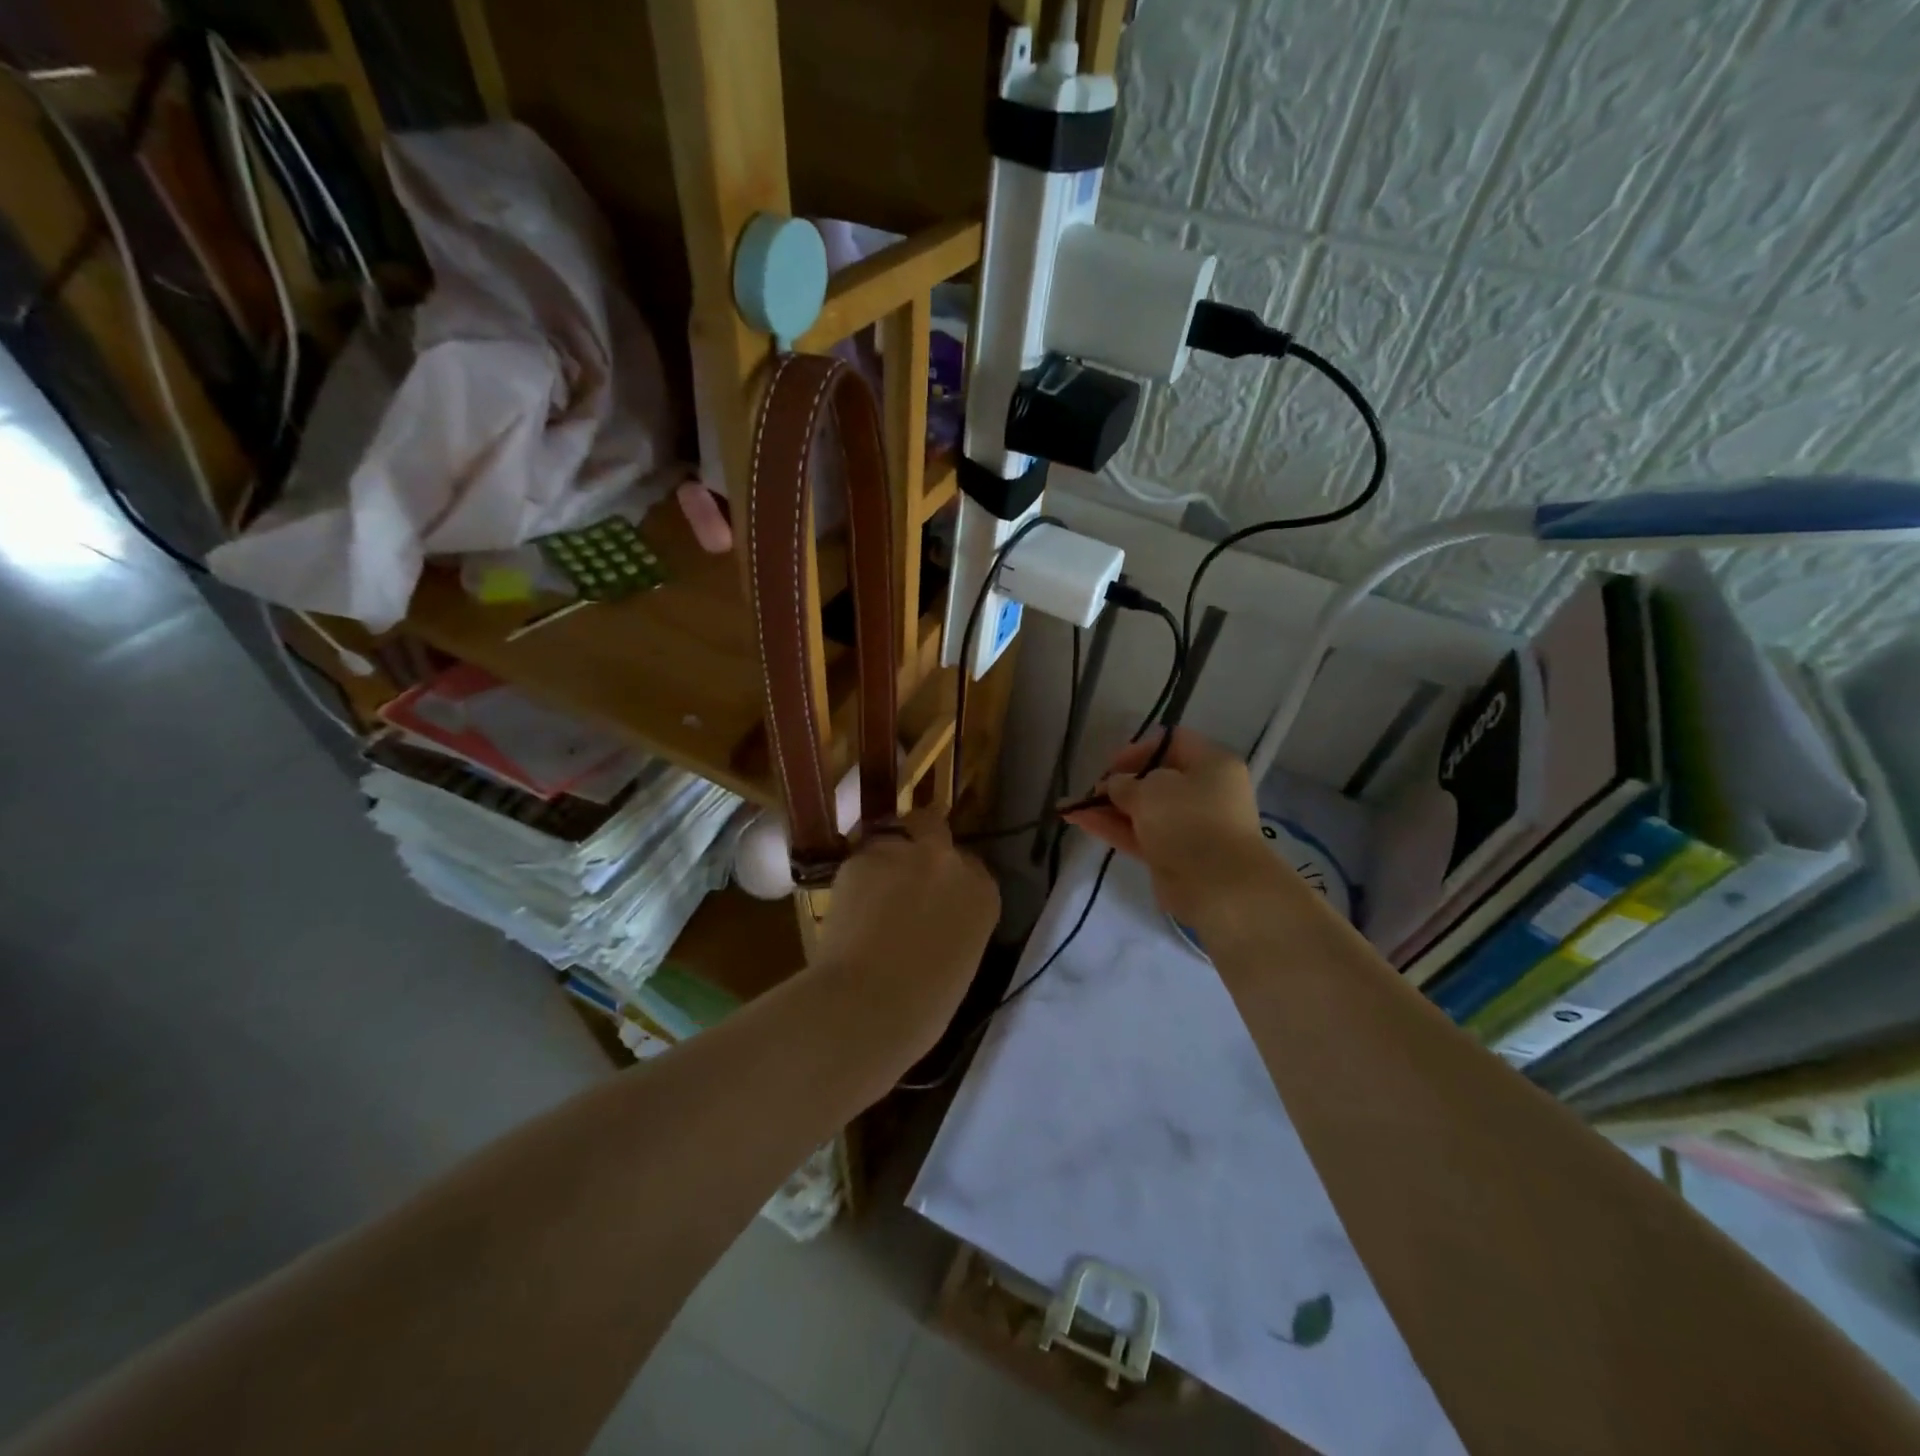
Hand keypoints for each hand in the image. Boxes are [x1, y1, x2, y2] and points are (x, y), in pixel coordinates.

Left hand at [811, 809, 1000, 1061]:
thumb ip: (954, 923)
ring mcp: (904, 853)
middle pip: (934, 826)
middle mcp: (948, 861)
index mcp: (982, 892)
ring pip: (891, 838)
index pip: (971, 866)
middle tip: (903, 870)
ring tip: (868, 891)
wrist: (868, 1005)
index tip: (936, 894)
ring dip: (884, 858)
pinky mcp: (861, 857)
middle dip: (920, 840)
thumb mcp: (961, 959)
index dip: (949, 877)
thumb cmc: (924, 1006)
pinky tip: (847, 905)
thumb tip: (932, 918)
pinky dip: (855, 877)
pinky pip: (860, 859)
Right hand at [1062, 728, 1284, 926]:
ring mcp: (1189, 826)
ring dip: (1109, 808)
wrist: (1217, 885)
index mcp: (1211, 765)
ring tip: (1072, 807)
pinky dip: (1113, 828)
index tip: (1112, 765)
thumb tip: (1115, 786)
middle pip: (1156, 779)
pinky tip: (1080, 821)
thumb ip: (1125, 783)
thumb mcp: (1150, 789)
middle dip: (1119, 783)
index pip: (1173, 743)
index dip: (1139, 749)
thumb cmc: (1188, 820)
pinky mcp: (1174, 854)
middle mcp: (1204, 792)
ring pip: (1144, 810)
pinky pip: (1140, 834)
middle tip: (1092, 790)